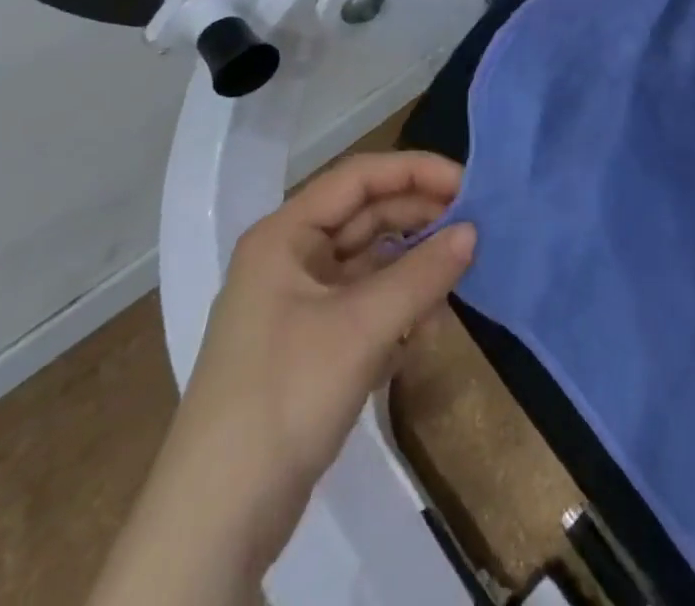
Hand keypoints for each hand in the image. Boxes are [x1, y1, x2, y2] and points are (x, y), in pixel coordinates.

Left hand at [90, 152, 474, 604]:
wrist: (218, 522)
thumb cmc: (286, 396)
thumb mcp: (364, 327)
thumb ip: (424, 272)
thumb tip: (474, 231)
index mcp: (286, 235)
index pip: (360, 177)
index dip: (416, 171)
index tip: (468, 185)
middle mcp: (291, 258)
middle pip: (368, 215)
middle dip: (421, 219)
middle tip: (476, 227)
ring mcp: (300, 302)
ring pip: (372, 260)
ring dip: (415, 266)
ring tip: (459, 277)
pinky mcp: (312, 342)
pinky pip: (367, 301)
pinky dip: (401, 305)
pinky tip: (428, 326)